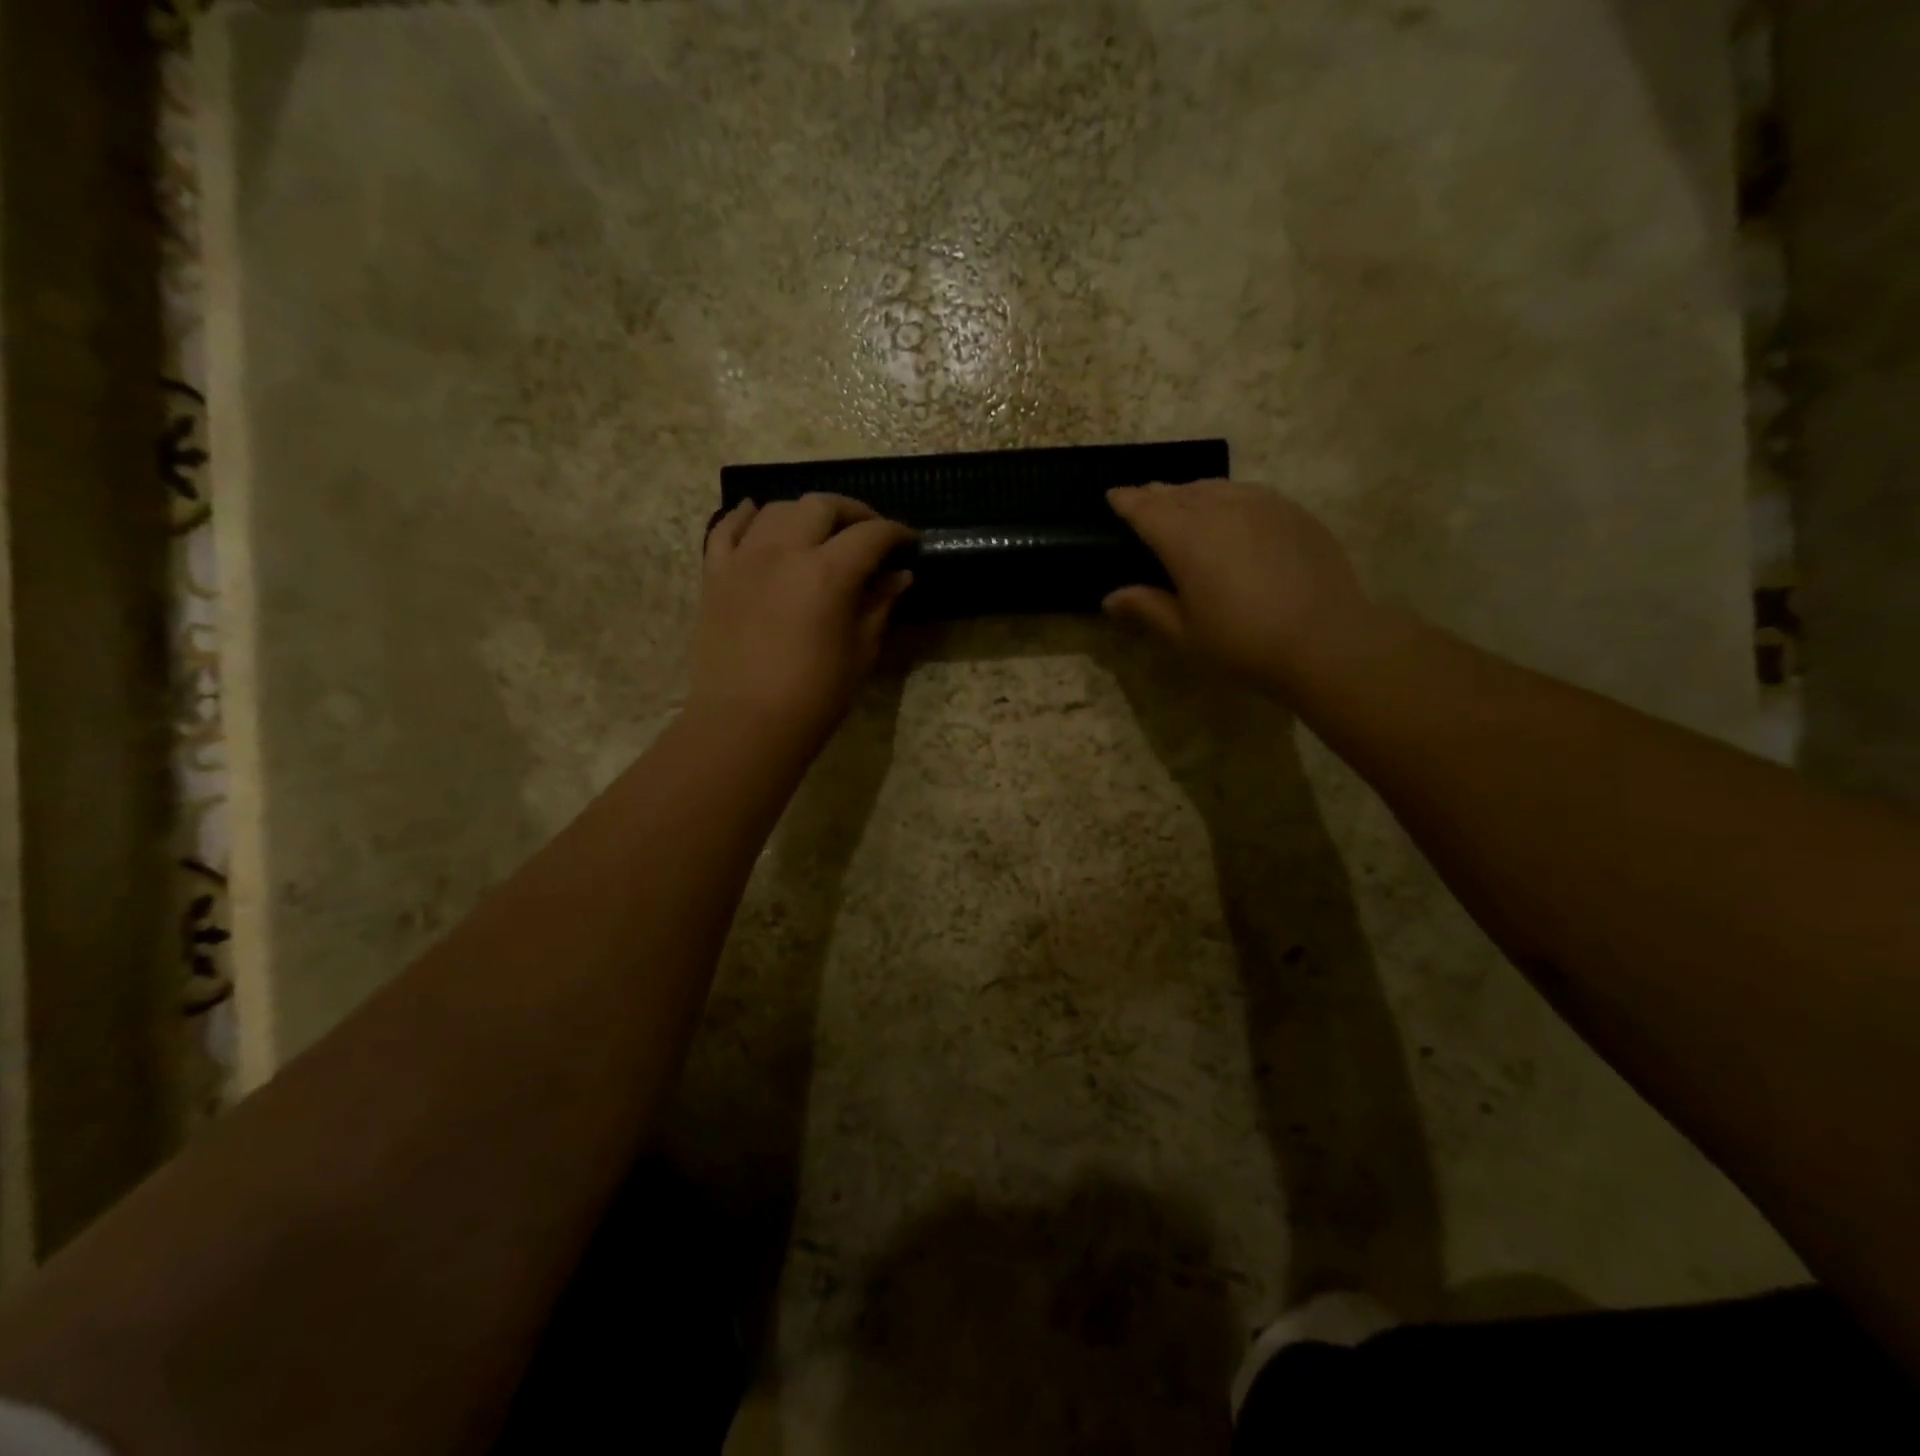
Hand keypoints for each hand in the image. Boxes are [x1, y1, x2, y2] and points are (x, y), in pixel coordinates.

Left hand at [690, 494, 913, 749]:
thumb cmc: (814, 696)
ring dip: (804, 512)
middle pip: (821, 506)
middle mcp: (784, 551)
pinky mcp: (715, 574)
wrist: (745, 724)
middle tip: (868, 532)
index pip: (870, 535)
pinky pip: (726, 528)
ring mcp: (743, 558)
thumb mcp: (860, 651)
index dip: (895, 533)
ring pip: (776, 509)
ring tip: (818, 530)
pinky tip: (757, 515)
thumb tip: (898, 576)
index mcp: (827, 573)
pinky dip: (745, 516)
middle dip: (853, 512)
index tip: (909, 541)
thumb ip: (878, 605)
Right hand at [1104, 481, 1380, 690]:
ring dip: (1192, 492)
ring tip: (1183, 500)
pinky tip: (1231, 510)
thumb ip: (1146, 608)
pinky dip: (1228, 496)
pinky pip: (1248, 493)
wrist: (1325, 640)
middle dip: (1157, 494)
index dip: (1126, 501)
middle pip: (1180, 492)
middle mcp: (1220, 509)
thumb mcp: (1185, 634)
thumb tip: (1111, 598)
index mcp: (1185, 538)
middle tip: (1144, 497)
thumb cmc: (1242, 643)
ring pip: (1215, 487)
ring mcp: (1261, 505)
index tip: (1113, 496)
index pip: (1146, 509)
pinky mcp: (1292, 512)